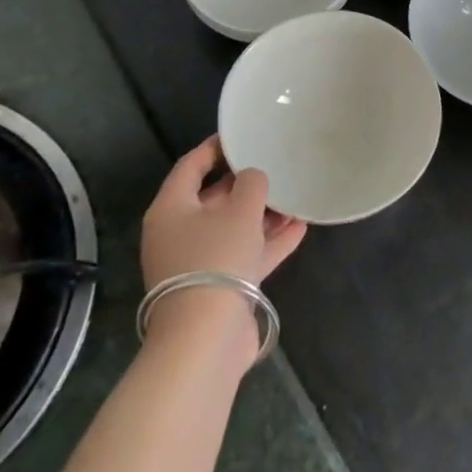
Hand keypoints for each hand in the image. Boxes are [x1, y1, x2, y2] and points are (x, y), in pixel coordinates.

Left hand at [141, 135, 306, 292]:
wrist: (206, 337)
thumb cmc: (216, 258)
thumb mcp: (239, 210)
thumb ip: (251, 184)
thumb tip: (253, 178)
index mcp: (171, 209)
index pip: (191, 166)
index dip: (217, 147)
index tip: (243, 134)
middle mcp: (179, 233)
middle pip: (214, 198)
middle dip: (246, 184)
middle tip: (276, 165)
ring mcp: (198, 263)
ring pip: (233, 228)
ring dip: (263, 214)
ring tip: (295, 197)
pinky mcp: (219, 287)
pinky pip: (246, 254)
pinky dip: (269, 241)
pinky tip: (300, 228)